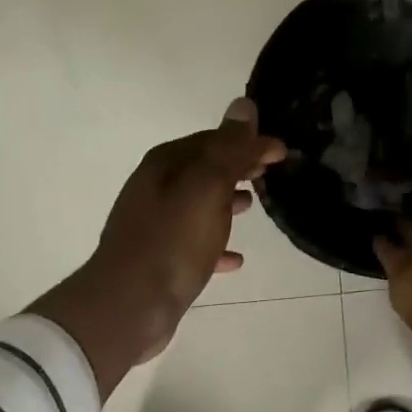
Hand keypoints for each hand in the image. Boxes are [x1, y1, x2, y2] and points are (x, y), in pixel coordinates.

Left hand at [32, 99, 285, 395]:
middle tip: (271, 173)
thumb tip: (244, 105)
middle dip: (236, 167)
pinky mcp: (158, 260)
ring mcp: (154, 225)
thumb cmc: (172, 241)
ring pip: (198, 204)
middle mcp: (154, 188)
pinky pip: (194, 244)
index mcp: (165, 165)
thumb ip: (228, 148)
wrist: (129, 306)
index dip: (247, 141)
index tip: (281, 150)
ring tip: (255, 206)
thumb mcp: (207, 188)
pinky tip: (236, 259)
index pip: (213, 139)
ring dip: (226, 201)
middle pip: (203, 169)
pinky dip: (215, 244)